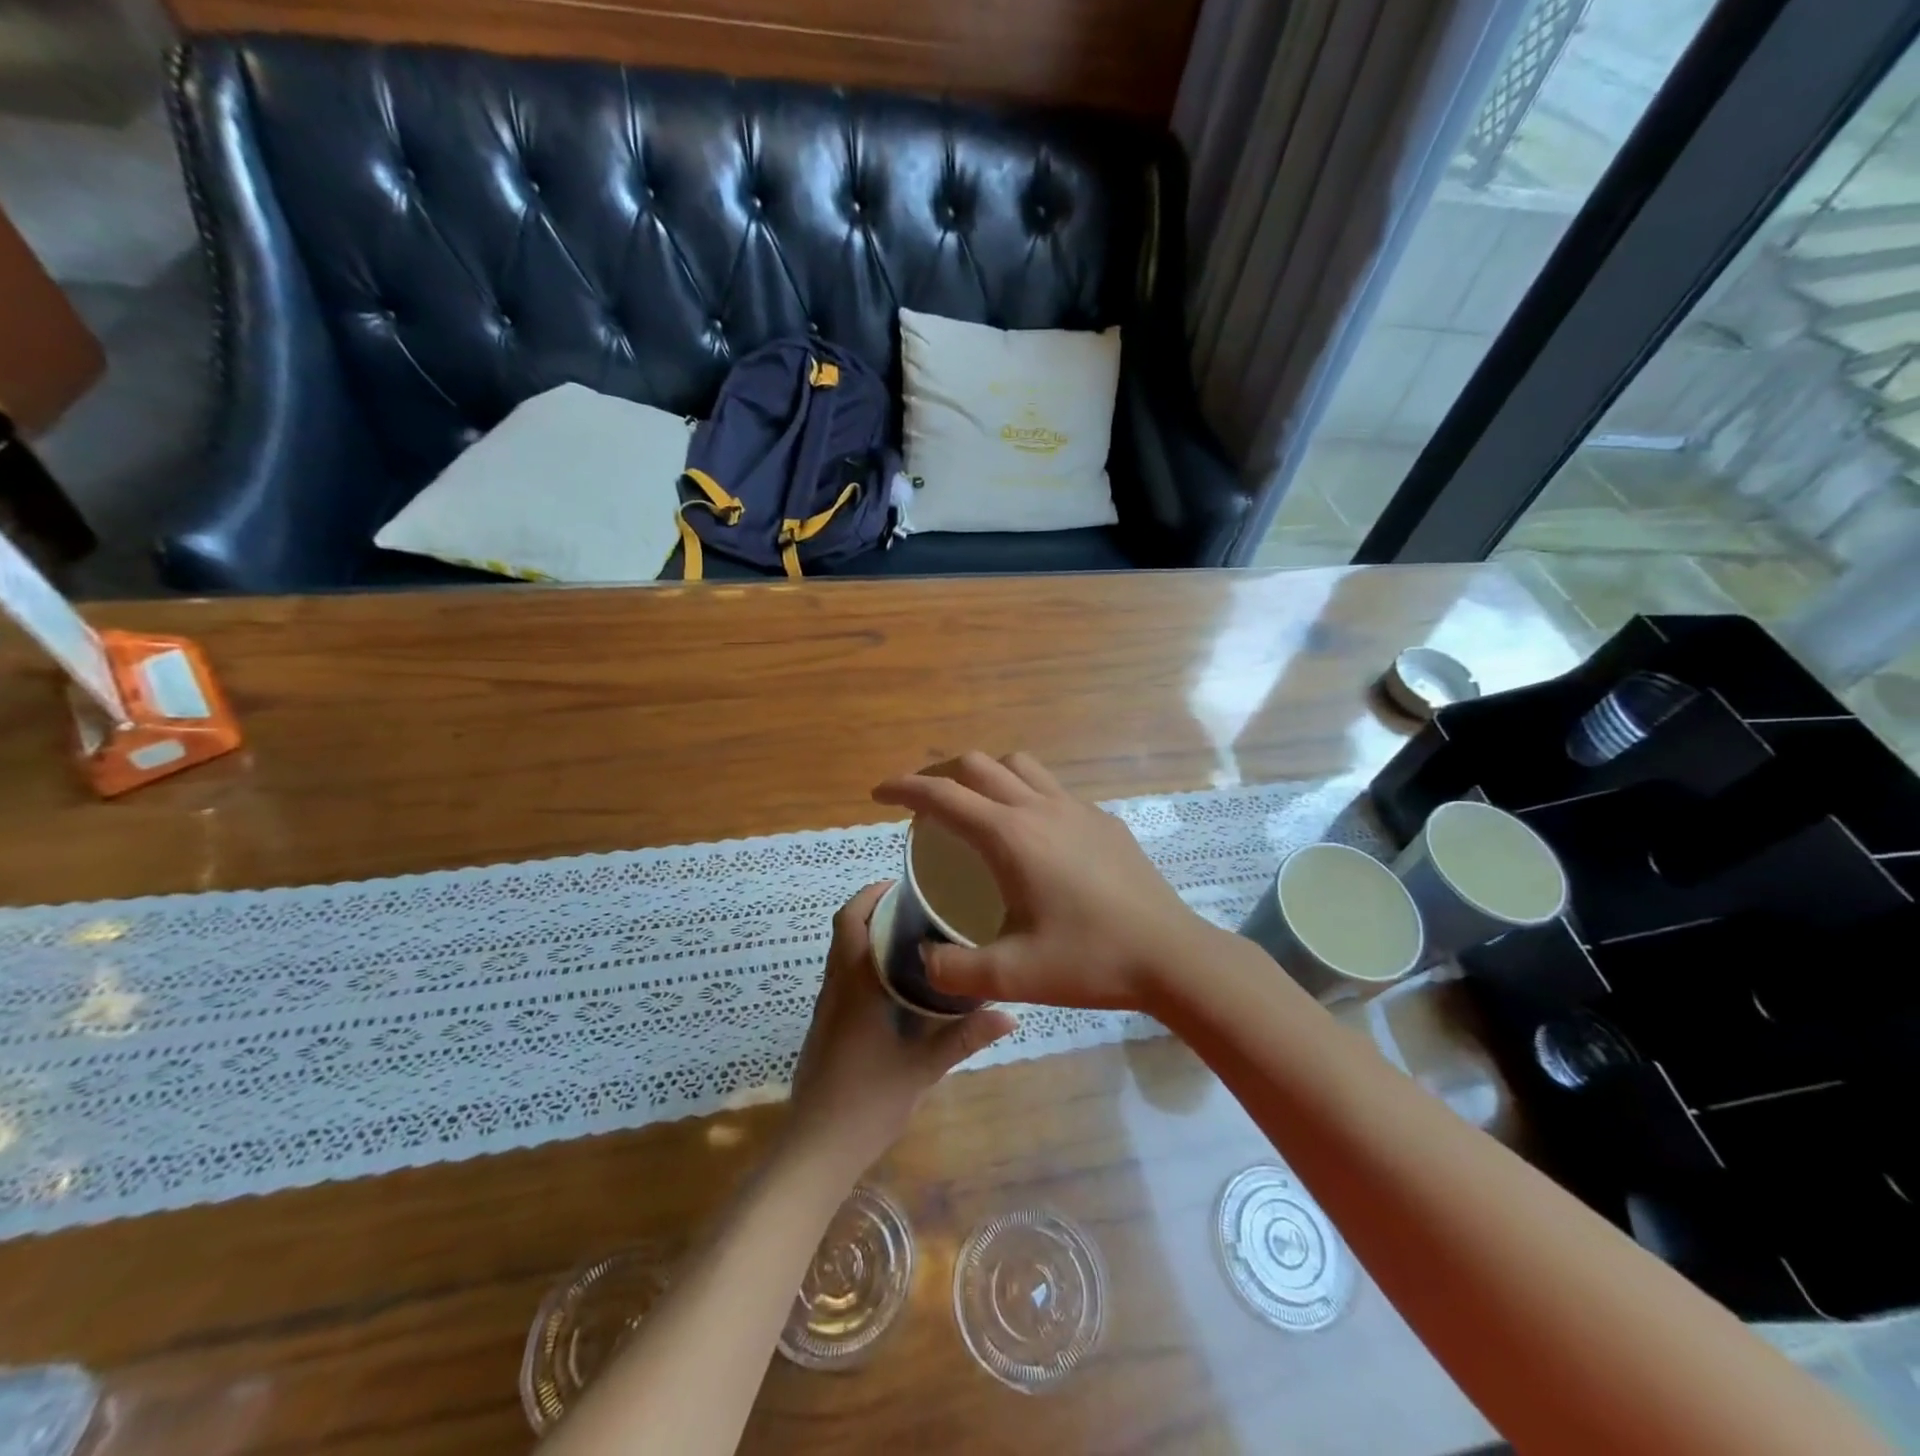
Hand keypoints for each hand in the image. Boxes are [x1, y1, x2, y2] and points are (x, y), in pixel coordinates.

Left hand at [787, 883, 1016, 1176]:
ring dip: (867, 936)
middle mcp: (835, 987)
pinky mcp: (824, 1027)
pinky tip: (895, 984)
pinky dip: (863, 963)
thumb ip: (965, 1037)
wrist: (816, 1148)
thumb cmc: (868, 1101)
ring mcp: (826, 1008)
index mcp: (854, 984)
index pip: (851, 920)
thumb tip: (1011, 1014)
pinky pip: (842, 978)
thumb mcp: (923, 1068)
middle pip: (844, 930)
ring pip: (841, 954)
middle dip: (874, 910)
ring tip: (912, 937)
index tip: (903, 885)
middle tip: (917, 907)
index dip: (871, 895)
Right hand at [872, 752, 1217, 1011]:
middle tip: (921, 802)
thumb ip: (953, 970)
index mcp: (1011, 836)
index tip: (879, 793)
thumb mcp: (1011, 976)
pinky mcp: (1104, 820)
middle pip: (979, 765)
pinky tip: (1031, 834)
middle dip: (941, 773)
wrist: (1171, 956)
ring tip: (973, 805)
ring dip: (986, 774)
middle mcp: (1040, 808)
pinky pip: (1052, 788)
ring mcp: (1077, 809)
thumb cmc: (1089, 960)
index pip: (943, 795)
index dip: (904, 787)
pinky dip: (1024, 793)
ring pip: (1020, 766)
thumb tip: (923, 959)